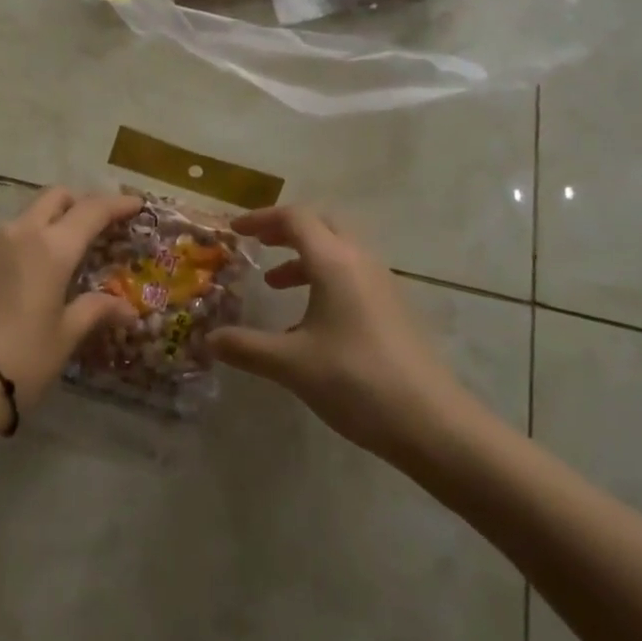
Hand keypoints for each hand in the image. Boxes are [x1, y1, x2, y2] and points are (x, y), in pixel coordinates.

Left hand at [0, 187, 141, 411]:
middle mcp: (19, 232)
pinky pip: (4, 239)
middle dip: (79, 203)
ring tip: (61, 253)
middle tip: (97, 224)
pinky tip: (26, 273)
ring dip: (48, 223)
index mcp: (52, 247)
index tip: (136, 204)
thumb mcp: (64, 337)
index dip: (117, 204)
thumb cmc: (20, 359)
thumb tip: (126, 308)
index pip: (92, 210)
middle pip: (55, 197)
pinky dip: (23, 244)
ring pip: (26, 216)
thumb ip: (95, 311)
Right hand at [208, 206, 469, 457]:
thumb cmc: (356, 381)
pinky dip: (324, 280)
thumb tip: (209, 339)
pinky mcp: (392, 307)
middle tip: (258, 245)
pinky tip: (308, 323)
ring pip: (338, 250)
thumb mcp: (292, 364)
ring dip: (305, 257)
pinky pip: (352, 275)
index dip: (261, 218)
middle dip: (285, 230)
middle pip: (321, 225)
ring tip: (274, 284)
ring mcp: (381, 283)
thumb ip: (246, 347)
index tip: (235, 231)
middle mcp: (360, 261)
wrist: (432, 422)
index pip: (295, 218)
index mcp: (334, 261)